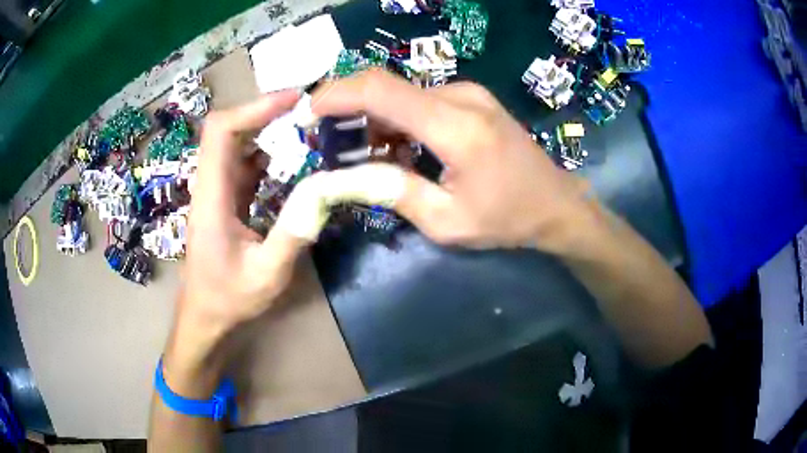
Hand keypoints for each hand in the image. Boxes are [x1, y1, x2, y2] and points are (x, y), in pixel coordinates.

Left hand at [164, 91, 308, 393]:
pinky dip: (270, 156)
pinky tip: (294, 163)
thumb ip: (293, 234)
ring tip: (307, 132)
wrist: (205, 317)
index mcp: (212, 198)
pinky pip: (246, 165)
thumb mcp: (267, 275)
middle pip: (228, 130)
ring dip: (269, 133)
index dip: (253, 109)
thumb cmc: (228, 299)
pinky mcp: (226, 200)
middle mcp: (211, 186)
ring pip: (238, 145)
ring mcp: (218, 192)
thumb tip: (325, 190)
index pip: (220, 133)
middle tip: (308, 113)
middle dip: (266, 114)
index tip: (293, 101)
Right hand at [311, 69, 592, 251]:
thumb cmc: (508, 218)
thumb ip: (393, 192)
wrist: (556, 204)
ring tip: (357, 152)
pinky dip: (396, 120)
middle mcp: (460, 97)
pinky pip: (420, 100)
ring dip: (372, 118)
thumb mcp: (447, 221)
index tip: (307, 115)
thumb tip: (344, 176)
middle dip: (347, 108)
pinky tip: (392, 147)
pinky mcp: (471, 99)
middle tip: (326, 141)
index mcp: (455, 126)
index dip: (335, 95)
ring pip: (401, 94)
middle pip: (385, 86)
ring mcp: (468, 94)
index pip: (379, 90)